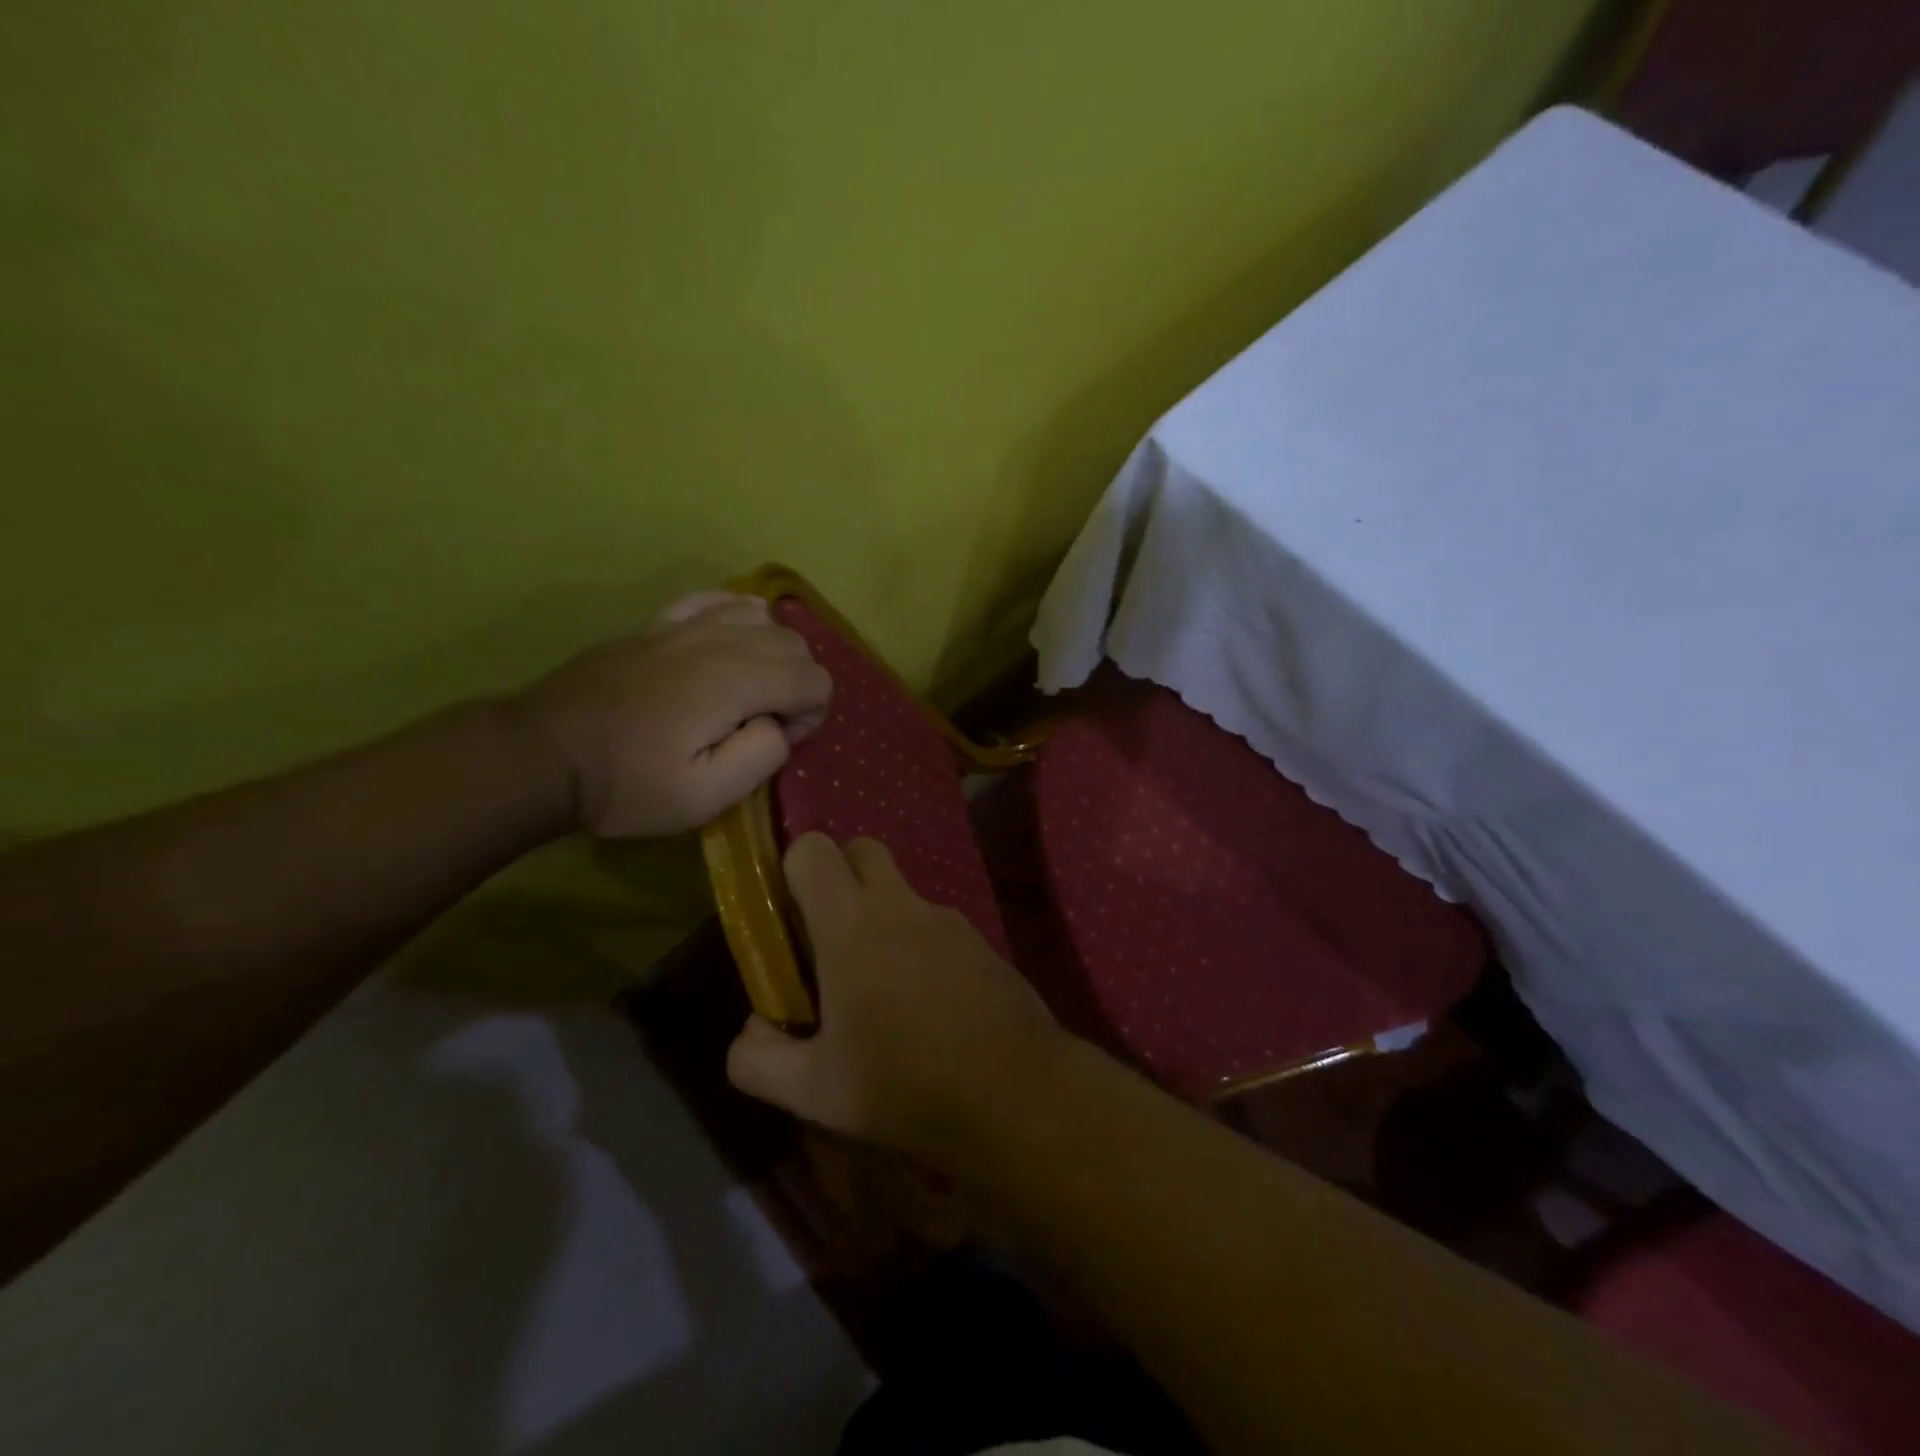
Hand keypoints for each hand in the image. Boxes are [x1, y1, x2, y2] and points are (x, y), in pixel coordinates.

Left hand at [513, 593, 832, 837]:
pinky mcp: (659, 623)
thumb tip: (778, 725)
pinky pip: (718, 600)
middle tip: (763, 724)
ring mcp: (686, 624)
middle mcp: (720, 639)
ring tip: (748, 690)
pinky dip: (738, 618)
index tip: (776, 741)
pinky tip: (727, 644)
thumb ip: (763, 755)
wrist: (543, 754)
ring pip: (764, 618)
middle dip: (798, 685)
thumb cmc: (627, 784)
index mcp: (736, 681)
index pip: (816, 679)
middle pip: (796, 644)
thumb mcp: (704, 797)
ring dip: (773, 653)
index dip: (810, 716)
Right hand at [726, 833, 1064, 1159]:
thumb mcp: (814, 1091)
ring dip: (883, 915)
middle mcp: (899, 904)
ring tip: (882, 985)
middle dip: (840, 875)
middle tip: (829, 936)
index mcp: (850, 924)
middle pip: (861, 849)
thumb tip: (750, 1029)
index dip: (793, 868)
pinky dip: (920, 942)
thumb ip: (757, 1060)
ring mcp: (947, 917)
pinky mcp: (980, 939)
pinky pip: (936, 923)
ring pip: (902, 890)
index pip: (812, 849)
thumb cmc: (903, 1084)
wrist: (1013, 1091)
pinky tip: (928, 1002)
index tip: (790, 915)